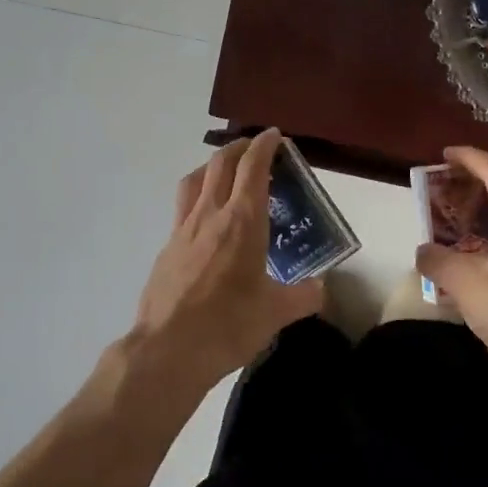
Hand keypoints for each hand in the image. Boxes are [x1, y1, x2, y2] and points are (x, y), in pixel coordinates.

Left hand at [130, 129, 323, 395]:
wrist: (167, 350)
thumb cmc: (227, 326)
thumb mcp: (276, 314)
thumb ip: (304, 295)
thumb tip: (320, 288)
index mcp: (242, 222)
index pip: (253, 168)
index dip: (265, 146)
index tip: (275, 136)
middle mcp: (210, 215)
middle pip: (221, 163)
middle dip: (240, 148)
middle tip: (256, 149)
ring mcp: (183, 229)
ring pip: (195, 180)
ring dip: (212, 166)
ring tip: (226, 173)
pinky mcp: (167, 248)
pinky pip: (183, 208)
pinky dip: (198, 198)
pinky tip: (207, 221)